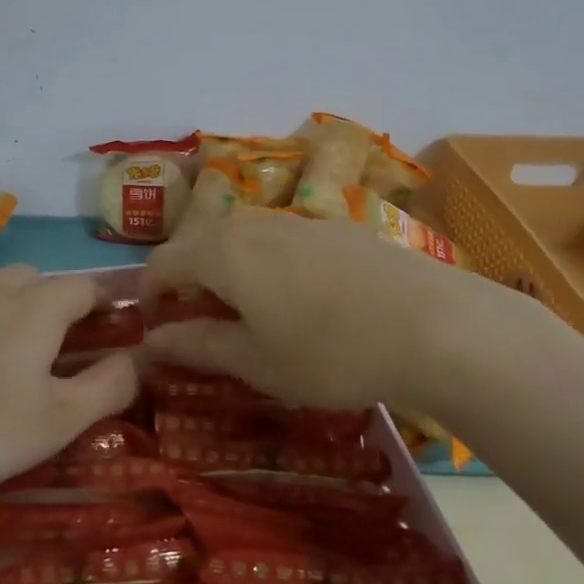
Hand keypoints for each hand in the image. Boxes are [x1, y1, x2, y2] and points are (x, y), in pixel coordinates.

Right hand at [143, 208, 562, 412]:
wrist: (435, 325)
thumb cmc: (329, 351)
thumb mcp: (255, 361)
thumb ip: (196, 345)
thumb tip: (150, 341)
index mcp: (222, 253)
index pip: (162, 262)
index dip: (149, 296)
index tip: (156, 330)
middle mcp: (254, 225)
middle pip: (201, 244)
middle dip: (188, 282)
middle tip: (200, 325)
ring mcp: (301, 221)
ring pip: (244, 240)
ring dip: (229, 272)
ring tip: (251, 315)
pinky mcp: (339, 229)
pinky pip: (283, 242)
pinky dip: (269, 267)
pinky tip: (303, 302)